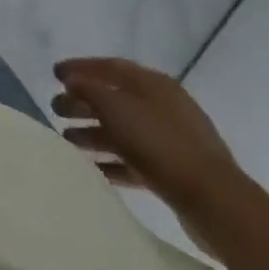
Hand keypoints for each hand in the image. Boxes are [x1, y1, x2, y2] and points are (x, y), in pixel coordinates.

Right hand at [52, 56, 254, 250]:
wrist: (214, 202)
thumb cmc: (160, 144)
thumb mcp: (116, 108)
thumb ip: (88, 90)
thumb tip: (72, 81)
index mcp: (154, 85)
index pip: (110, 67)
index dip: (80, 67)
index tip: (54, 74)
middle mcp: (163, 107)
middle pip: (114, 99)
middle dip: (83, 102)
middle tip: (56, 109)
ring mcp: (171, 140)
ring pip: (123, 131)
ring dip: (93, 133)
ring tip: (67, 140)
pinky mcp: (174, 171)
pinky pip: (135, 160)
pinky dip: (112, 161)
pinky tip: (93, 168)